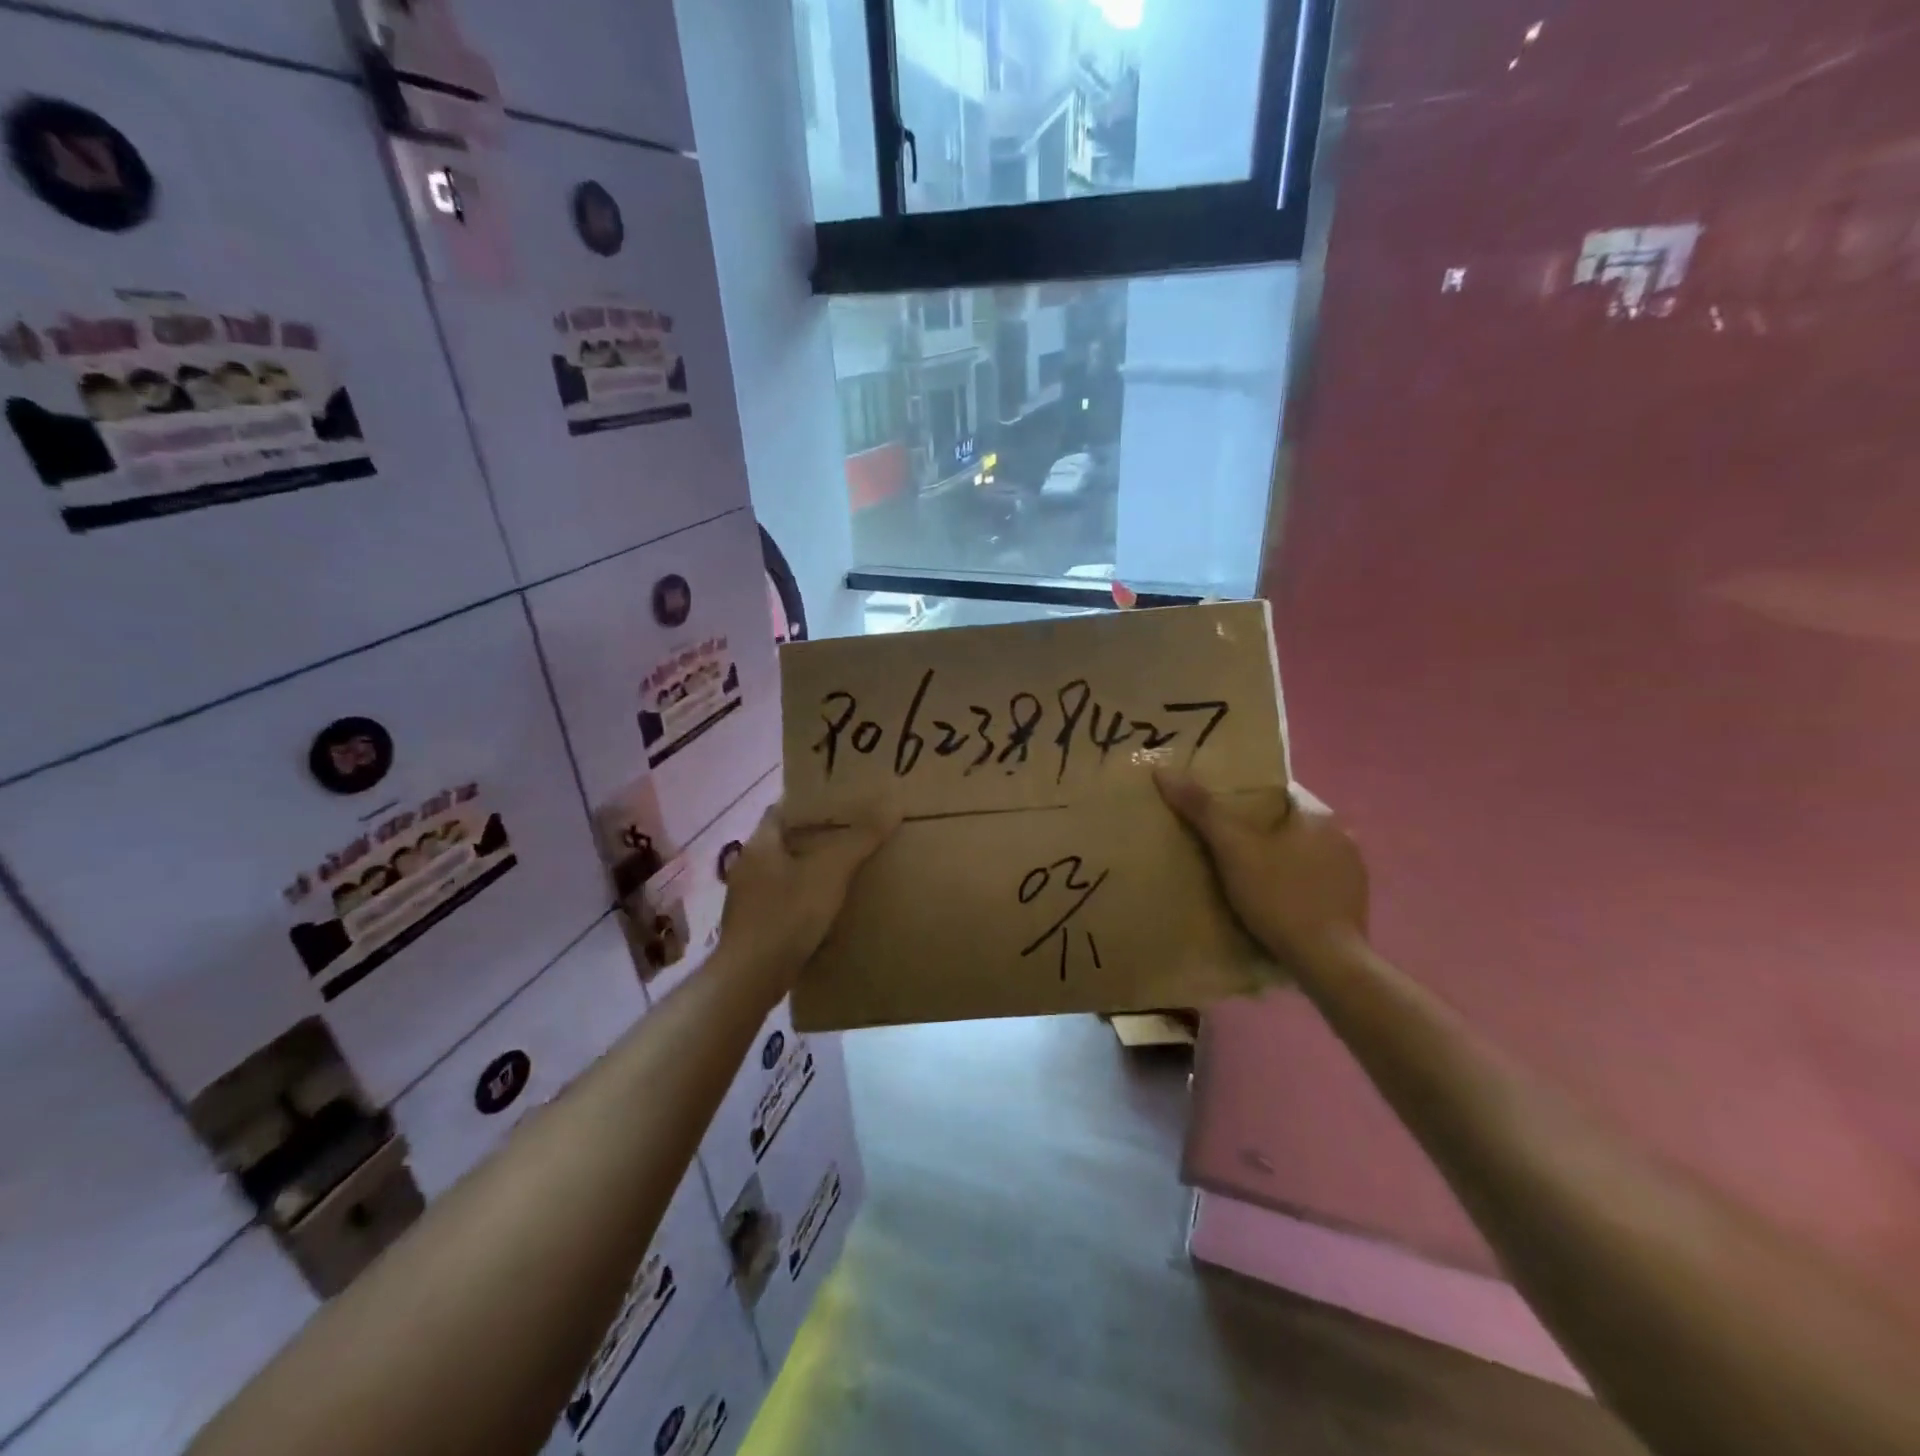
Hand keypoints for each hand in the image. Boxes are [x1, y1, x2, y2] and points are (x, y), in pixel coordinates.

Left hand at [716, 797, 897, 991]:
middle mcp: (748, 866)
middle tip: (852, 834)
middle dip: (815, 838)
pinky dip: (804, 898)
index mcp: (760, 843)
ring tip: (845, 869)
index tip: (841, 803)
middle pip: (785, 841)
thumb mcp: (830, 872)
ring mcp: (747, 899)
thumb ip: (860, 839)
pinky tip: (827, 908)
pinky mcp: (753, 927)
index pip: (783, 809)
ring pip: (784, 872)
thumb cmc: (787, 915)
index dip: (811, 804)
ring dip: (809, 870)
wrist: (750, 979)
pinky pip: (783, 901)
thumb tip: (892, 805)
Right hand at [1154, 770, 1368, 968]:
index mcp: (1319, 814)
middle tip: (1224, 847)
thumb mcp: (1232, 849)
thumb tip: (1163, 771)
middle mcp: (1342, 835)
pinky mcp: (1354, 903)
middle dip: (1261, 832)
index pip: (1277, 792)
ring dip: (1280, 859)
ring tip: (1246, 876)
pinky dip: (1295, 884)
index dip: (1245, 799)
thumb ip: (1201, 809)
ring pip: (1304, 853)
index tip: (1218, 814)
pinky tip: (1275, 902)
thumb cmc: (1279, 896)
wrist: (1328, 963)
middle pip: (1289, 823)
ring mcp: (1353, 871)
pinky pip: (1316, 881)